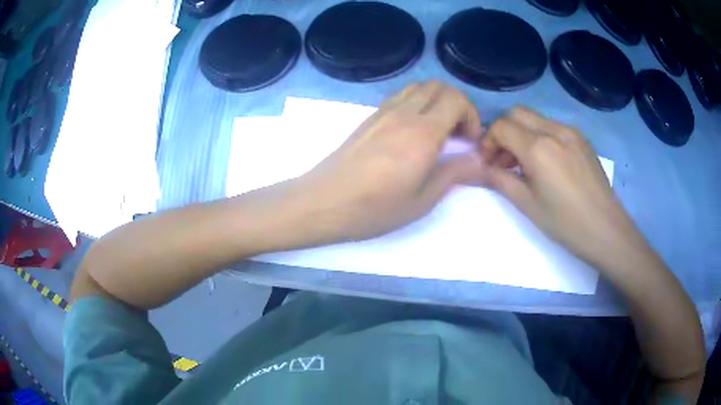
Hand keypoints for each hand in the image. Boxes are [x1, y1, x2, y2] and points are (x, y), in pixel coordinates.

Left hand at [291, 81, 483, 243]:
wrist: (323, 202)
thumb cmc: (374, 208)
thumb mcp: (422, 200)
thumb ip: (454, 173)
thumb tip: (478, 160)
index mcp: (422, 132)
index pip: (456, 99)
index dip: (471, 116)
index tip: (470, 141)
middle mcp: (404, 113)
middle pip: (439, 86)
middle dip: (457, 104)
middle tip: (458, 134)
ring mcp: (383, 112)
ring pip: (418, 87)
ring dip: (436, 101)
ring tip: (438, 130)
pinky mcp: (369, 118)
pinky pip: (401, 96)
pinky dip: (417, 103)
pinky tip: (413, 131)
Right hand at [479, 107, 645, 267]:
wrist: (606, 230)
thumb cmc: (565, 223)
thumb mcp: (527, 205)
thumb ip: (499, 179)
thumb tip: (478, 167)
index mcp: (538, 147)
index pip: (501, 126)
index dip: (488, 141)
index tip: (489, 163)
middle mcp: (554, 130)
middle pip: (517, 113)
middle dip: (503, 132)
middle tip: (504, 160)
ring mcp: (571, 132)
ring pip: (535, 118)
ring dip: (522, 133)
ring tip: (525, 164)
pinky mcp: (582, 139)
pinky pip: (553, 127)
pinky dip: (540, 137)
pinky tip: (547, 163)